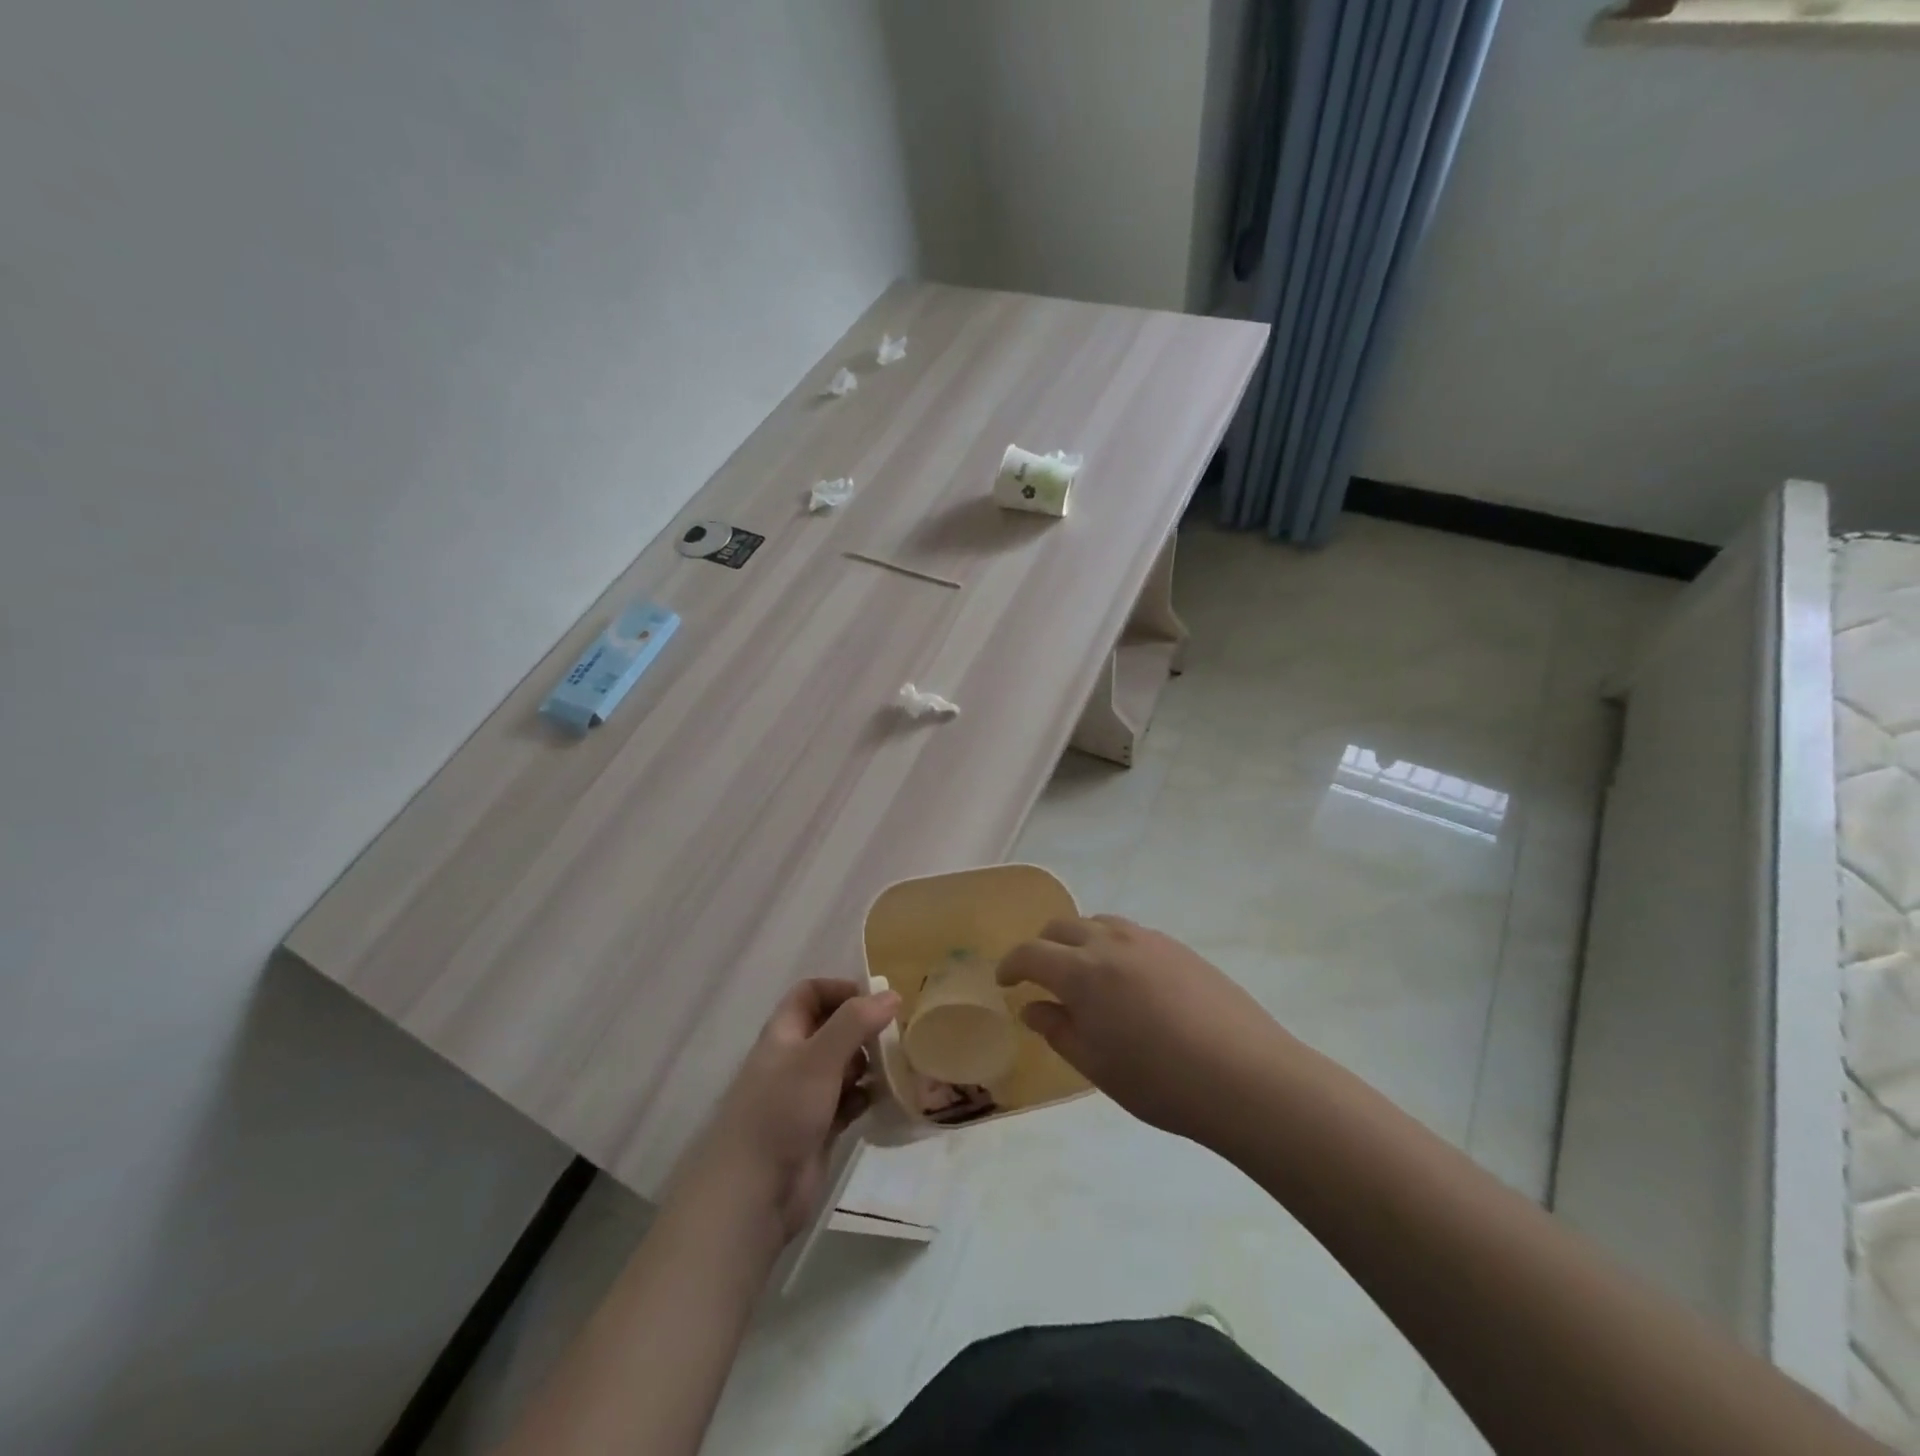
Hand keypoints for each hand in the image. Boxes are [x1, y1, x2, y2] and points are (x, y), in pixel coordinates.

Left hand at [677, 979, 899, 1241]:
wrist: (753, 1195)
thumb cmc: (781, 1112)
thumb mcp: (819, 1058)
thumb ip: (855, 1023)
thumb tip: (892, 995)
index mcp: (783, 1034)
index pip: (810, 993)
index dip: (840, 990)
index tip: (876, 1001)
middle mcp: (793, 1060)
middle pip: (831, 1028)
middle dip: (862, 1028)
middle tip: (895, 1035)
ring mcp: (805, 1096)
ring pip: (843, 1066)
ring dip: (868, 1063)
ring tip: (896, 1066)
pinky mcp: (818, 1128)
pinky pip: (848, 1101)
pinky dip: (866, 1096)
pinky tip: (885, 1099)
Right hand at [996, 916, 1292, 1146]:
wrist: (1246, 1076)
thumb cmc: (1160, 1081)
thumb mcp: (1097, 1065)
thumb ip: (1058, 1030)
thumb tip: (1033, 1007)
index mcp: (1082, 972)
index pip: (1031, 953)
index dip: (1011, 965)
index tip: (1005, 982)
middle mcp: (1110, 943)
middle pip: (1062, 927)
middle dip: (1043, 948)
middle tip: (1042, 979)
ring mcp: (1148, 940)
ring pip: (1098, 923)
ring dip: (1079, 942)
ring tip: (1087, 976)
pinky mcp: (1179, 947)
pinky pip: (1131, 934)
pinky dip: (1113, 946)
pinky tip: (1130, 983)